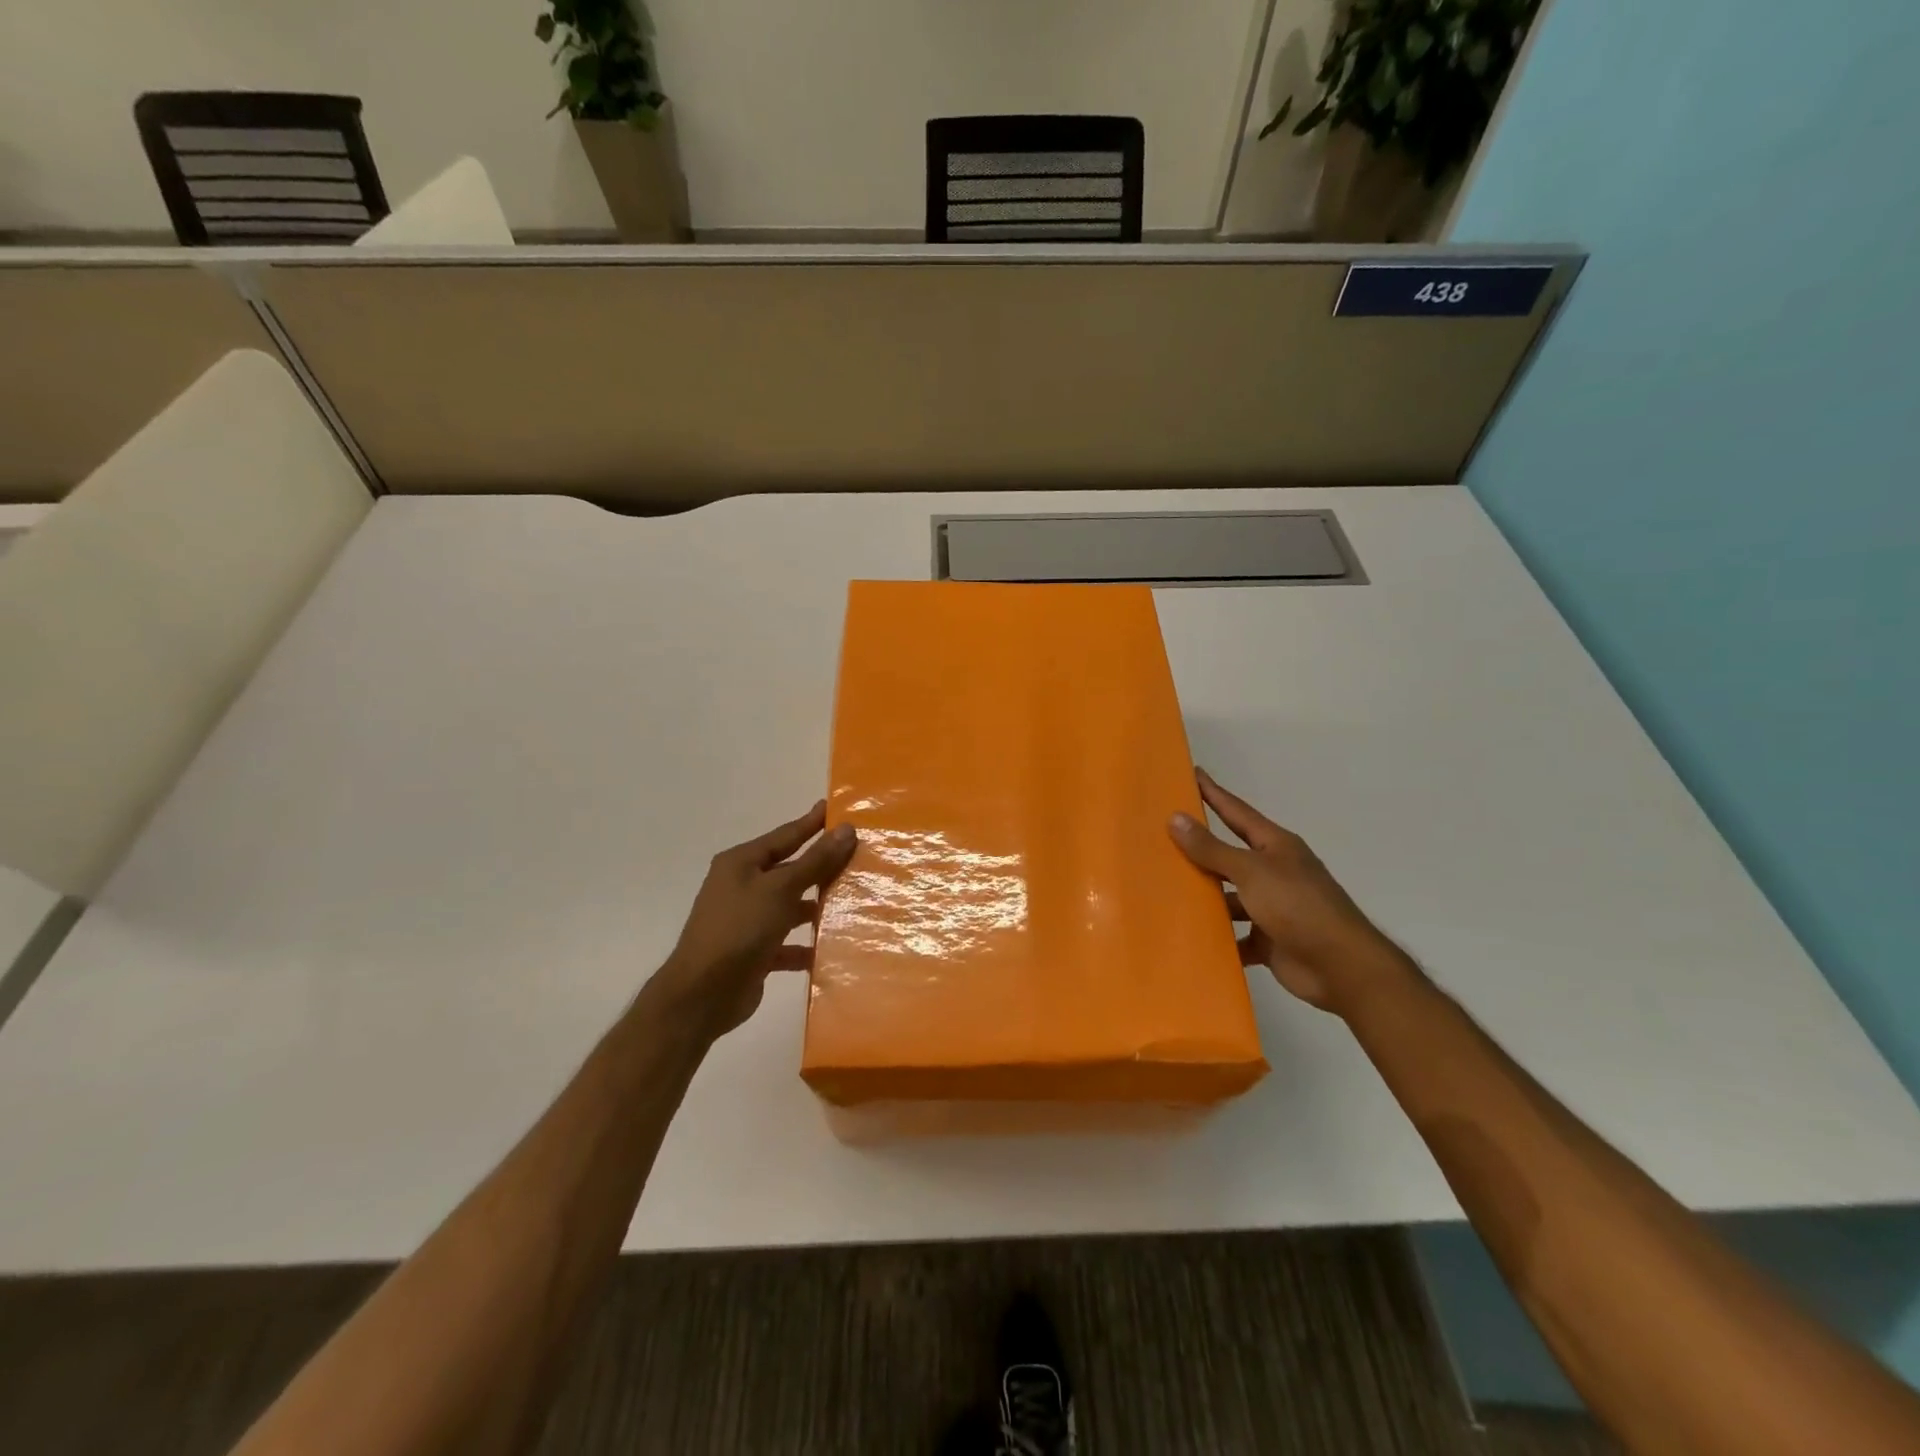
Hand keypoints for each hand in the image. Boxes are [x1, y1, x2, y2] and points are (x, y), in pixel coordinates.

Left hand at [653, 802, 856, 1035]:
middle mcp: (741, 886)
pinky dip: (805, 945)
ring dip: (815, 906)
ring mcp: (746, 920)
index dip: (811, 823)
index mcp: (741, 863)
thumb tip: (845, 829)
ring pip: (789, 906)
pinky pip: (786, 942)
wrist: (702, 995)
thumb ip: (815, 861)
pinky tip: (830, 948)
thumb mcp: (781, 889)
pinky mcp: (753, 952)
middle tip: (856, 854)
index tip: (834, 808)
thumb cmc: (740, 929)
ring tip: (851, 902)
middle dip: (820, 865)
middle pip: (789, 870)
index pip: (785, 835)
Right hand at [1169, 769, 1411, 1014]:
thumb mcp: (1251, 871)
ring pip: (1229, 896)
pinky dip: (1217, 936)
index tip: (1191, 773)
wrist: (1341, 967)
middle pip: (1229, 855)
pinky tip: (1188, 934)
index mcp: (1275, 846)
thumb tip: (1175, 818)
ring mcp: (1272, 907)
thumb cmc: (1298, 906)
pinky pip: (1235, 934)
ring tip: (1164, 889)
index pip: (1236, 811)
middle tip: (1161, 835)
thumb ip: (1212, 848)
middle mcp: (1273, 872)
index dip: (1214, 793)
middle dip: (1199, 848)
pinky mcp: (1268, 940)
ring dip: (1204, 896)